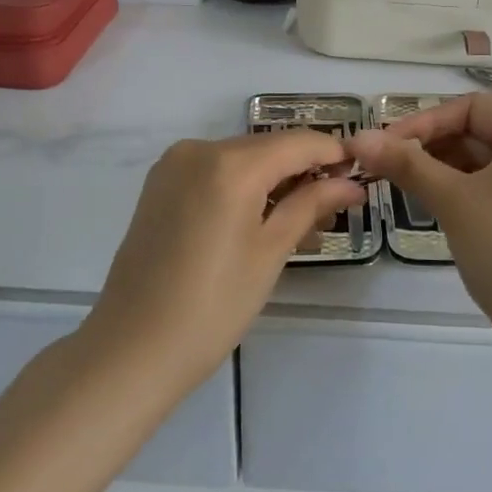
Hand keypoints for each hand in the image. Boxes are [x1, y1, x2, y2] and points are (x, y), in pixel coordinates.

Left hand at [85, 130, 364, 392]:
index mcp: (231, 164)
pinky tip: (258, 218)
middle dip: (304, 170)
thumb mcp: (270, 254)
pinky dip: (242, 185)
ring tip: (299, 222)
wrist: (130, 349)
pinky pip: (214, 170)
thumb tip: (351, 184)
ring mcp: (175, 163)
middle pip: (268, 147)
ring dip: (273, 179)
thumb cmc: (212, 307)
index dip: (333, 153)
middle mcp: (200, 148)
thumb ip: (311, 206)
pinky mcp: (160, 183)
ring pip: (241, 158)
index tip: (360, 172)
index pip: (298, 142)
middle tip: (333, 208)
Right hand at [351, 93, 491, 350]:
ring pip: (478, 162)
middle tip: (383, 167)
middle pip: (474, 131)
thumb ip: (406, 163)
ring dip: (438, 169)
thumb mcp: (453, 200)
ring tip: (399, 186)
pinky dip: (456, 191)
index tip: (384, 145)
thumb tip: (358, 137)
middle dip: (428, 145)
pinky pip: (487, 188)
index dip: (424, 120)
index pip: (470, 108)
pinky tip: (429, 207)